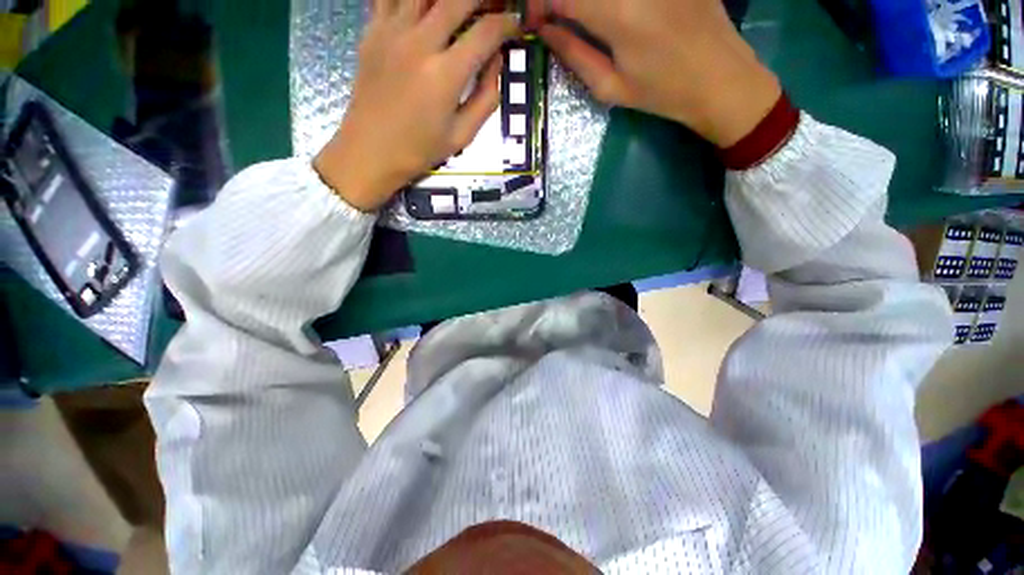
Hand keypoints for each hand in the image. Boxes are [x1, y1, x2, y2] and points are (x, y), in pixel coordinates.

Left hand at [315, 0, 517, 210]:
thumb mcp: (463, 135)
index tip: (515, 25)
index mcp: (445, 74)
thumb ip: (486, 98)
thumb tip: (496, 60)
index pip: (486, 32)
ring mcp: (392, 30)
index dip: (507, 24)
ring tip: (460, 7)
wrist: (370, 151)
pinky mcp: (372, 30)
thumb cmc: (420, 150)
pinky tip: (424, 8)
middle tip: (493, 8)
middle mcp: (419, 42)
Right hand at [532, 0, 781, 147]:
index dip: (538, 3)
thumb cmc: (661, 93)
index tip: (534, 20)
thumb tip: (545, 31)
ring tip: (579, 15)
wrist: (720, 78)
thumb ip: (574, 55)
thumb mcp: (611, 87)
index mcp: (617, 15)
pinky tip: (609, 11)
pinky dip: (609, 0)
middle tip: (557, 17)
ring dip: (587, 0)